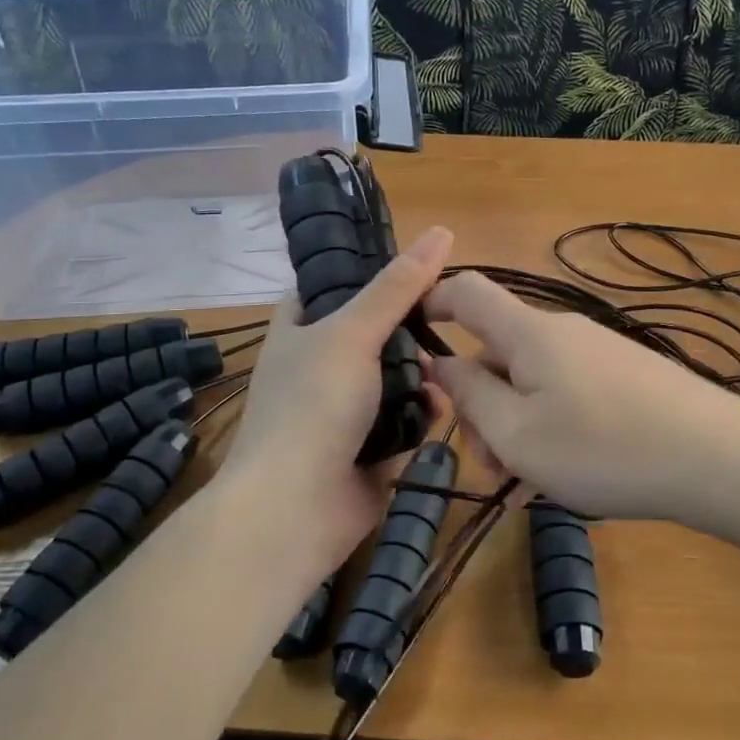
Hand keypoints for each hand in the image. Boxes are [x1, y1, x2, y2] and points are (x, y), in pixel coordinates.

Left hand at [216, 226, 452, 577]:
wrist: (296, 508)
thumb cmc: (313, 405)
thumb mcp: (352, 332)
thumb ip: (396, 286)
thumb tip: (441, 231)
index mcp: (300, 330)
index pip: (330, 285)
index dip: (367, 271)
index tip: (414, 265)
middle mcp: (319, 366)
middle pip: (373, 332)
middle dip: (409, 329)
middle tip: (443, 320)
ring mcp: (344, 410)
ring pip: (395, 377)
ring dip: (421, 374)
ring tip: (442, 372)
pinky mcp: (370, 448)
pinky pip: (405, 419)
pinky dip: (423, 413)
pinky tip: (443, 409)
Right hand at [425, 272, 739, 522]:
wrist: (717, 459)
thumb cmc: (603, 448)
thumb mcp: (517, 434)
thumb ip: (469, 396)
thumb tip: (441, 362)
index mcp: (528, 333)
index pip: (467, 292)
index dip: (431, 304)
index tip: (412, 343)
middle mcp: (563, 332)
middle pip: (499, 353)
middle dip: (481, 404)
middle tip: (490, 463)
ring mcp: (599, 354)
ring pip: (533, 383)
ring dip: (516, 426)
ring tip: (529, 483)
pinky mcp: (627, 378)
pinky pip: (568, 396)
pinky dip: (551, 430)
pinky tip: (563, 478)